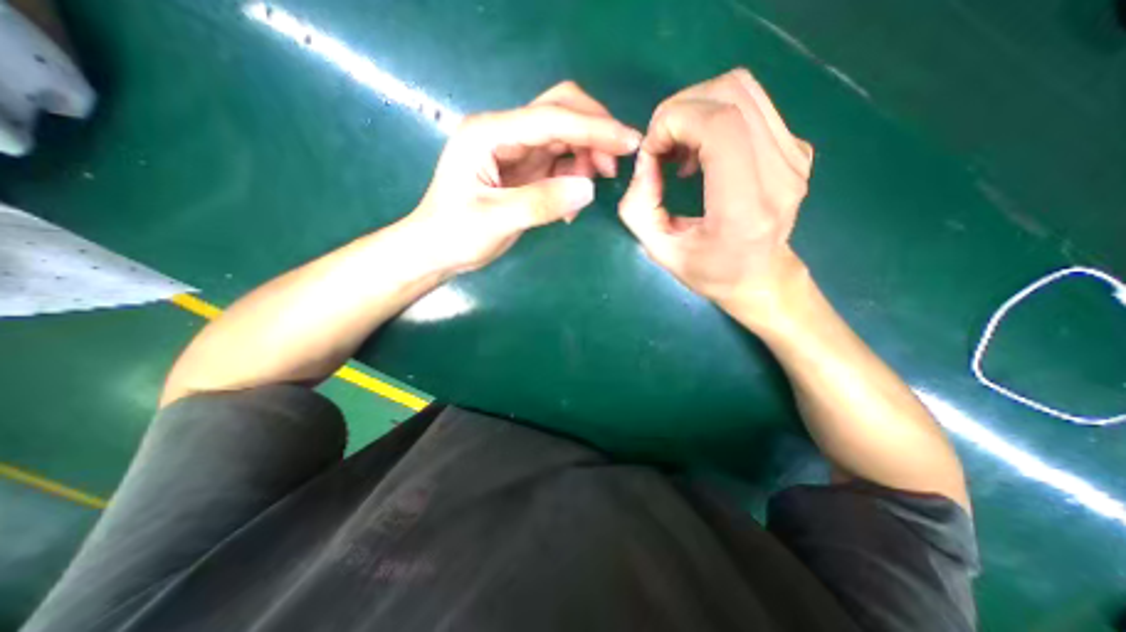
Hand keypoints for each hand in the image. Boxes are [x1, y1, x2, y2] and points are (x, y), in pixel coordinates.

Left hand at [406, 80, 637, 272]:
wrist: (436, 250)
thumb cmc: (455, 234)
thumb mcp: (496, 220)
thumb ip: (541, 202)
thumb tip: (589, 188)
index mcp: (490, 133)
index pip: (551, 118)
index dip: (594, 128)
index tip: (630, 142)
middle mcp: (504, 133)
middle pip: (560, 112)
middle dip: (594, 134)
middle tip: (613, 168)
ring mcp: (515, 150)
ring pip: (564, 137)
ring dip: (585, 158)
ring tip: (586, 192)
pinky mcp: (523, 169)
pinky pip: (559, 163)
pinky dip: (573, 178)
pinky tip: (569, 205)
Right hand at [619, 70, 815, 321]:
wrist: (760, 277)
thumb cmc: (709, 272)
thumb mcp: (660, 251)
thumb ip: (639, 207)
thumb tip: (645, 159)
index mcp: (744, 210)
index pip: (720, 127)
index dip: (675, 121)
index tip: (652, 149)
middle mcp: (779, 175)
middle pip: (730, 95)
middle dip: (679, 110)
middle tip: (660, 147)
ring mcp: (794, 157)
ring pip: (742, 90)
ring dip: (696, 109)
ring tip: (680, 149)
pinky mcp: (796, 148)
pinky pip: (751, 105)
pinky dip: (714, 116)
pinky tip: (702, 151)